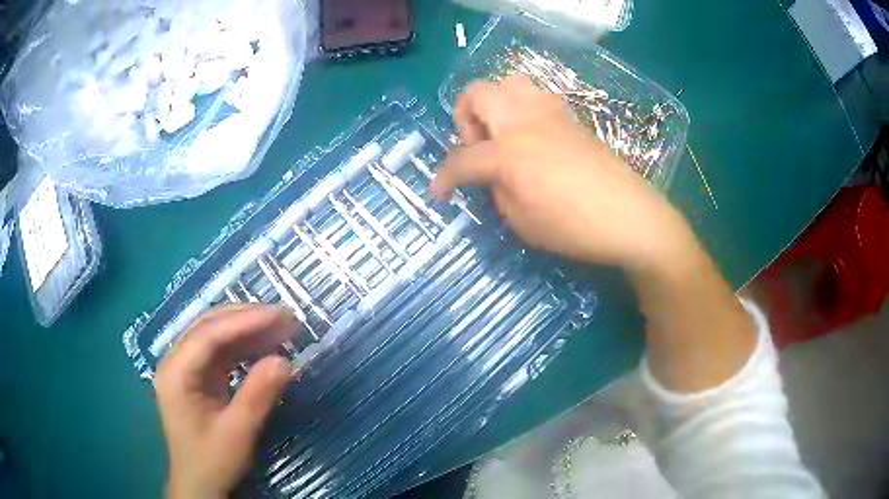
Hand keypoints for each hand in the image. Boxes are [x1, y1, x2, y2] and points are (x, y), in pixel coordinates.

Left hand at [155, 305, 296, 498]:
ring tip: (281, 327)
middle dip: (247, 318)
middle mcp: (176, 362)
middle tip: (285, 316)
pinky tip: (266, 345)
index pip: (208, 335)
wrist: (199, 484)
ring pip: (216, 335)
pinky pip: (221, 353)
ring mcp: (186, 368)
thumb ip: (258, 395)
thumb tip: (285, 360)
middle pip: (209, 326)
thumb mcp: (237, 433)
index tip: (280, 316)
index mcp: (175, 373)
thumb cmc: (212, 461)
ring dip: (248, 329)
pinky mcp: (198, 377)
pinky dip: (245, 347)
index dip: (245, 321)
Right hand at [432, 77, 695, 273]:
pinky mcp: (570, 117)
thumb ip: (497, 190)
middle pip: (478, 92)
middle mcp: (525, 121)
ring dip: (494, 106)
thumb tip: (491, 175)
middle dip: (464, 117)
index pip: (462, 158)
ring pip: (508, 84)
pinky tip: (532, 138)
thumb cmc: (574, 227)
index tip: (439, 192)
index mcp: (509, 151)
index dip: (444, 177)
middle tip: (476, 147)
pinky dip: (520, 109)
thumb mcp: (522, 221)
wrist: (629, 216)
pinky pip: (535, 97)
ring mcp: (550, 113)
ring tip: (503, 136)